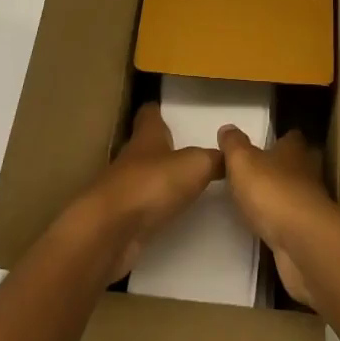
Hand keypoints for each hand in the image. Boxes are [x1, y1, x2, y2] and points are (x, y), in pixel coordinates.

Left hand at [78, 102, 221, 282]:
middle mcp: (132, 158)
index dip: (158, 110)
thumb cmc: (152, 184)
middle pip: (147, 146)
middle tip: (188, 149)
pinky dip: (155, 208)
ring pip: (144, 176)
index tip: (168, 108)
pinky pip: (142, 208)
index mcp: (147, 136)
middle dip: (163, 146)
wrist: (109, 231)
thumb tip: (230, 152)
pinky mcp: (121, 219)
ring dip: (160, 179)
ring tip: (185, 183)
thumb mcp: (195, 165)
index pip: (150, 114)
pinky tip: (171, 214)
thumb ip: (214, 158)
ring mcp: (124, 189)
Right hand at [217, 125, 333, 306]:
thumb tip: (227, 128)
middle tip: (262, 172)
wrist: (302, 243)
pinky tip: (268, 228)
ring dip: (283, 197)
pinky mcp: (309, 234)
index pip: (292, 137)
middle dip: (284, 167)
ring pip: (298, 194)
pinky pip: (294, 223)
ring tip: (260, 202)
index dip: (281, 138)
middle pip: (299, 165)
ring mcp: (311, 206)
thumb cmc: (272, 191)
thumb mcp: (242, 161)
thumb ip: (233, 145)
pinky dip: (283, 223)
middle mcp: (307, 174)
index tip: (267, 143)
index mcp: (294, 150)